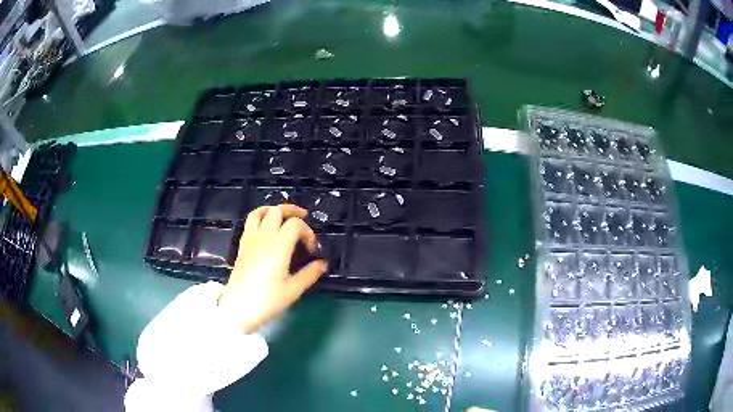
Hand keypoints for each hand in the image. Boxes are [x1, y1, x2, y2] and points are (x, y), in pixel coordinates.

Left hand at [218, 205, 326, 333]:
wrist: (238, 308)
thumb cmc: (267, 301)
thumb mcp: (293, 290)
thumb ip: (310, 274)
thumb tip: (323, 263)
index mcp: (278, 248)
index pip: (295, 225)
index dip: (308, 232)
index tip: (311, 249)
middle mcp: (263, 238)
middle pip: (277, 211)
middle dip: (293, 211)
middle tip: (304, 218)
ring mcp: (250, 240)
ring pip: (260, 212)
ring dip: (274, 209)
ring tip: (284, 216)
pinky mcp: (242, 245)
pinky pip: (250, 221)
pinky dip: (261, 216)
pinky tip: (267, 227)